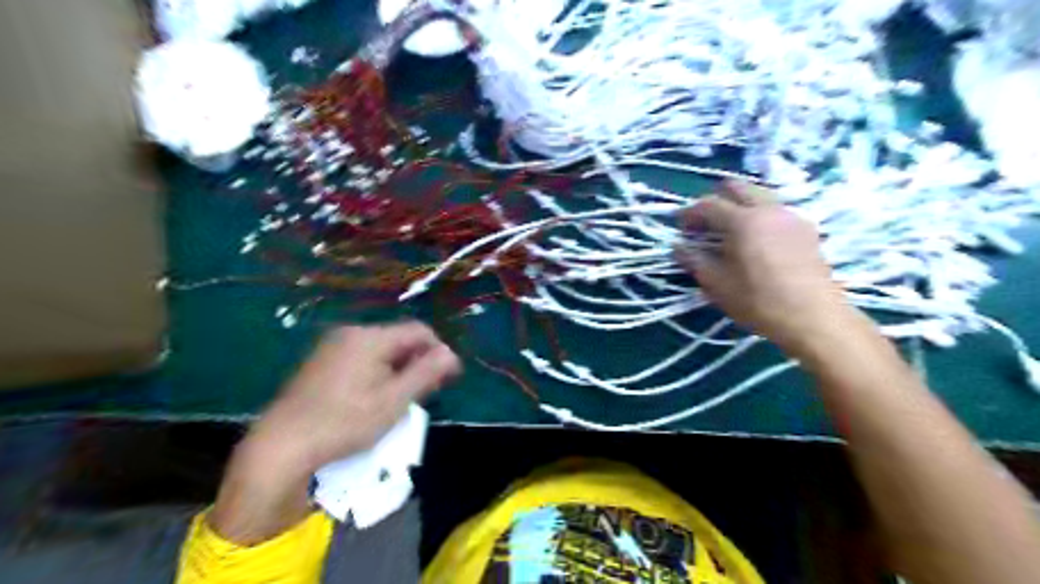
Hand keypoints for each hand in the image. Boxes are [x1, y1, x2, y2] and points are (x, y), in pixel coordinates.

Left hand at [246, 324, 460, 474]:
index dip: (439, 351)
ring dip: (398, 369)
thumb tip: (451, 354)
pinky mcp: (320, 362)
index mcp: (370, 337)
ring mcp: (332, 346)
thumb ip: (425, 373)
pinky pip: (361, 358)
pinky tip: (373, 398)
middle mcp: (350, 333)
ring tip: (401, 399)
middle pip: (399, 339)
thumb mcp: (393, 401)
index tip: (449, 377)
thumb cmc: (343, 423)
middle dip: (417, 362)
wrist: (281, 446)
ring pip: (381, 350)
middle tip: (425, 393)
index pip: (419, 331)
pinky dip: (377, 373)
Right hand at [680, 179, 846, 350]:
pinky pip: (776, 210)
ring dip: (739, 205)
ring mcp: (791, 216)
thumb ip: (694, 260)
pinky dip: (759, 215)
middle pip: (737, 187)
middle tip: (705, 223)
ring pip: (760, 195)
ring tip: (730, 231)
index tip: (681, 228)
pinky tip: (756, 240)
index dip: (690, 213)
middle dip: (716, 199)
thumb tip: (678, 247)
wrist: (814, 317)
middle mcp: (768, 209)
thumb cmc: (758, 301)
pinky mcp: (807, 228)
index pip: (709, 204)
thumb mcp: (717, 285)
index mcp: (742, 221)